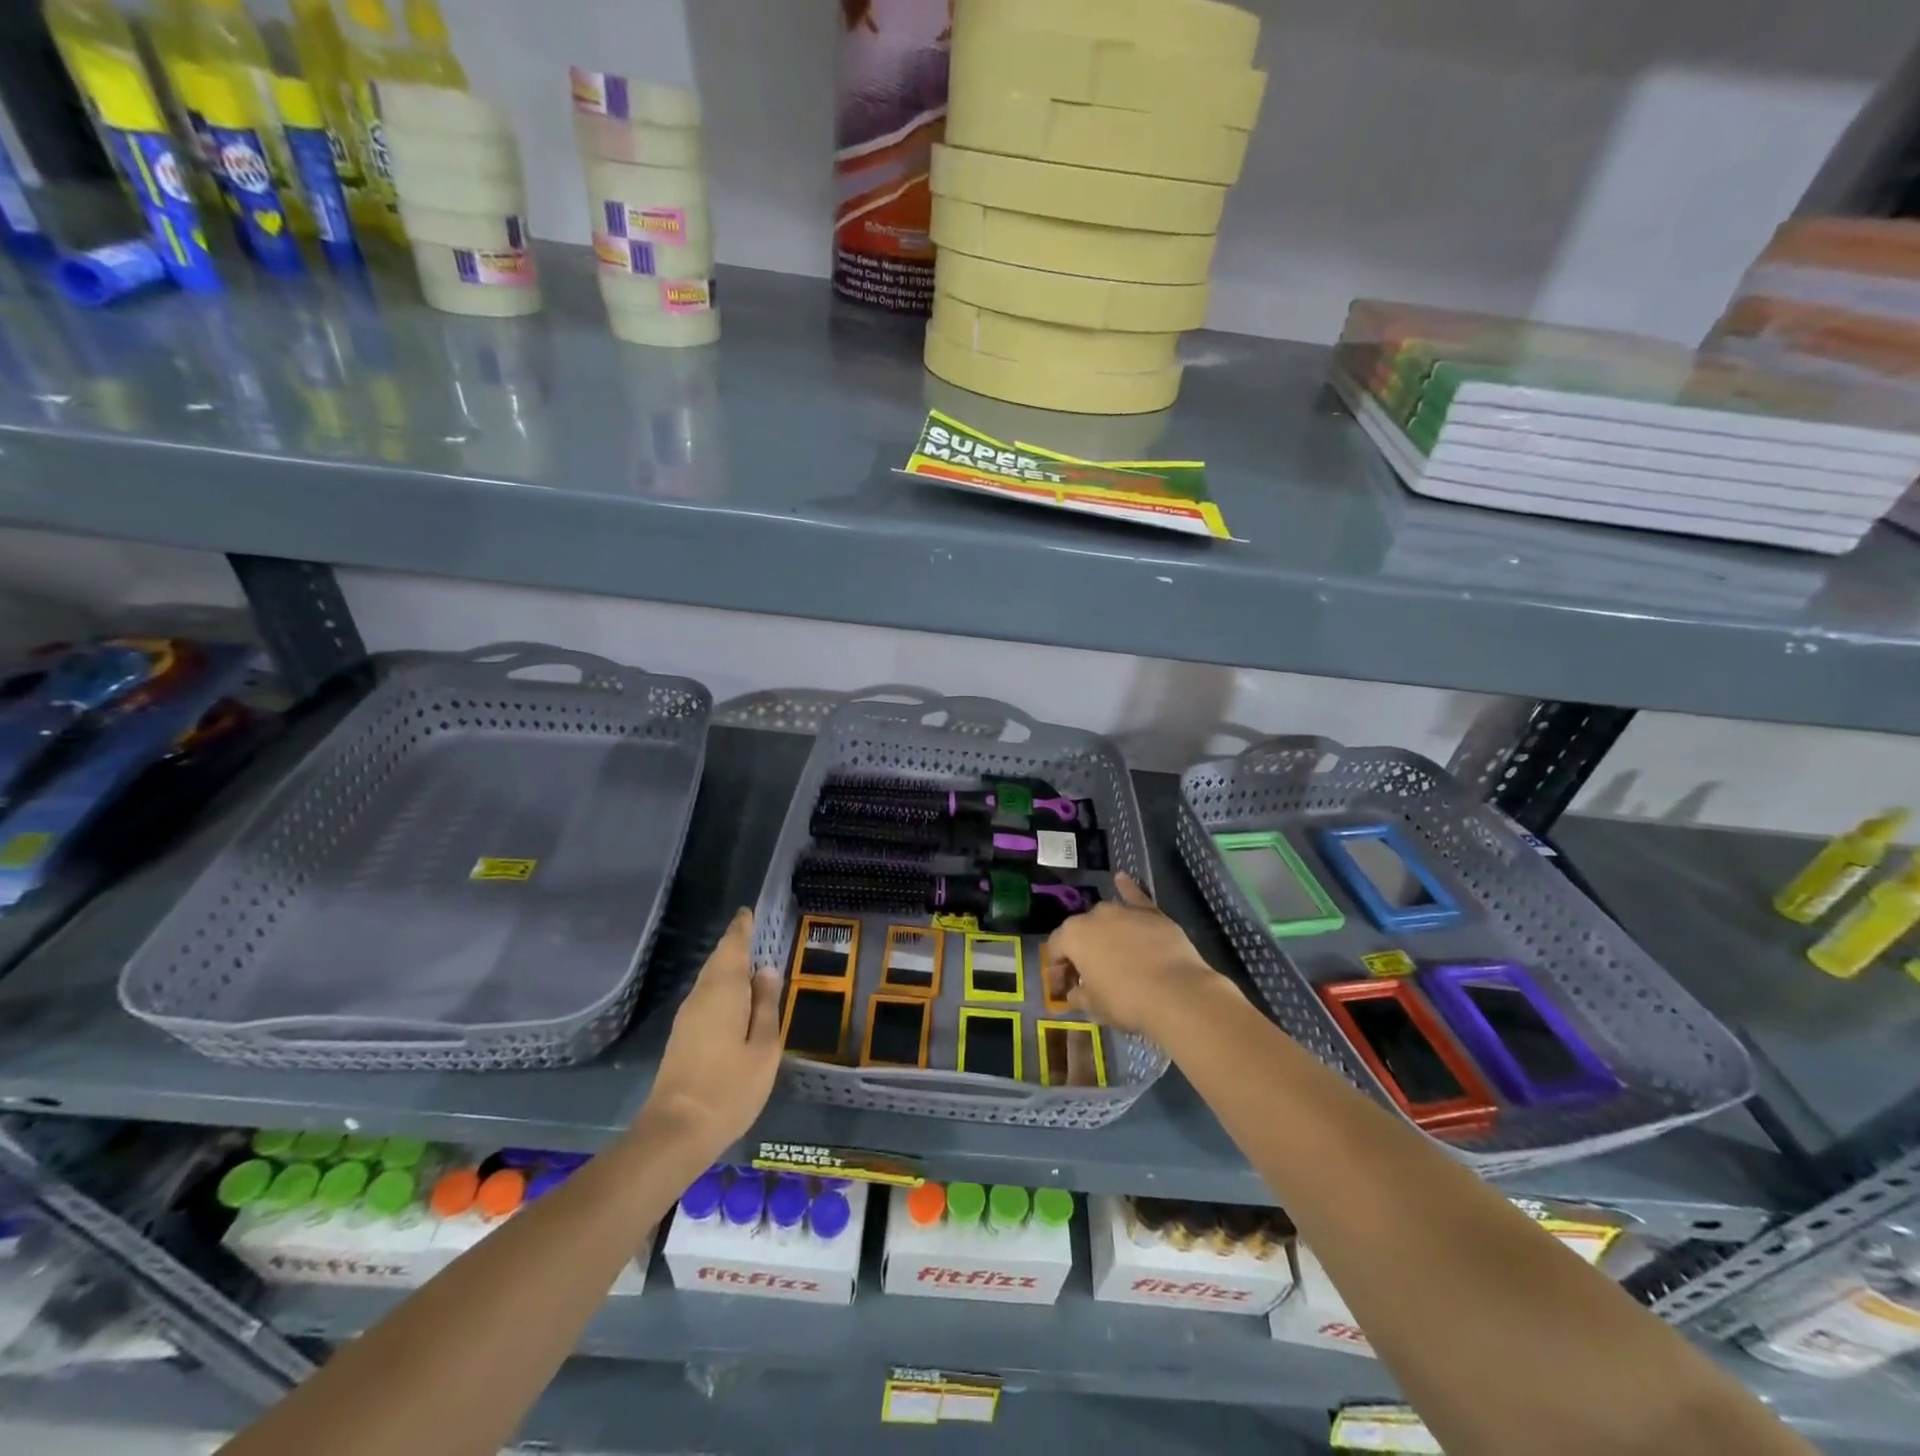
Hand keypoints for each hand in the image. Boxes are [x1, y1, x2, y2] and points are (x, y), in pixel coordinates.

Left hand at [641, 909, 782, 1159]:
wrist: (677, 1131)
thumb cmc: (730, 1087)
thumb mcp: (764, 1047)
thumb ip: (767, 1006)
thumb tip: (767, 971)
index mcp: (723, 991)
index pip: (732, 948)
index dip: (741, 929)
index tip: (748, 913)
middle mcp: (701, 996)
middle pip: (718, 961)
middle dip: (734, 945)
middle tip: (753, 933)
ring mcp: (687, 1017)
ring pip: (710, 979)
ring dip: (727, 967)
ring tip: (749, 963)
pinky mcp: (682, 1036)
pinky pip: (705, 996)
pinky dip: (721, 986)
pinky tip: (734, 998)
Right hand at [1043, 874, 1226, 1034]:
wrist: (1176, 993)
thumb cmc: (1126, 1001)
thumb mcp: (1093, 1007)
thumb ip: (1078, 996)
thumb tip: (1075, 993)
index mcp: (1073, 935)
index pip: (1056, 950)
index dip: (1057, 971)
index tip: (1064, 990)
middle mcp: (1094, 915)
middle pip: (1081, 932)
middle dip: (1081, 951)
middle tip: (1089, 975)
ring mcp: (1124, 910)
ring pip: (1106, 917)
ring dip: (1103, 931)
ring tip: (1110, 951)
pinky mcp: (1151, 912)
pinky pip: (1135, 897)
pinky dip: (1127, 889)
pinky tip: (1122, 879)